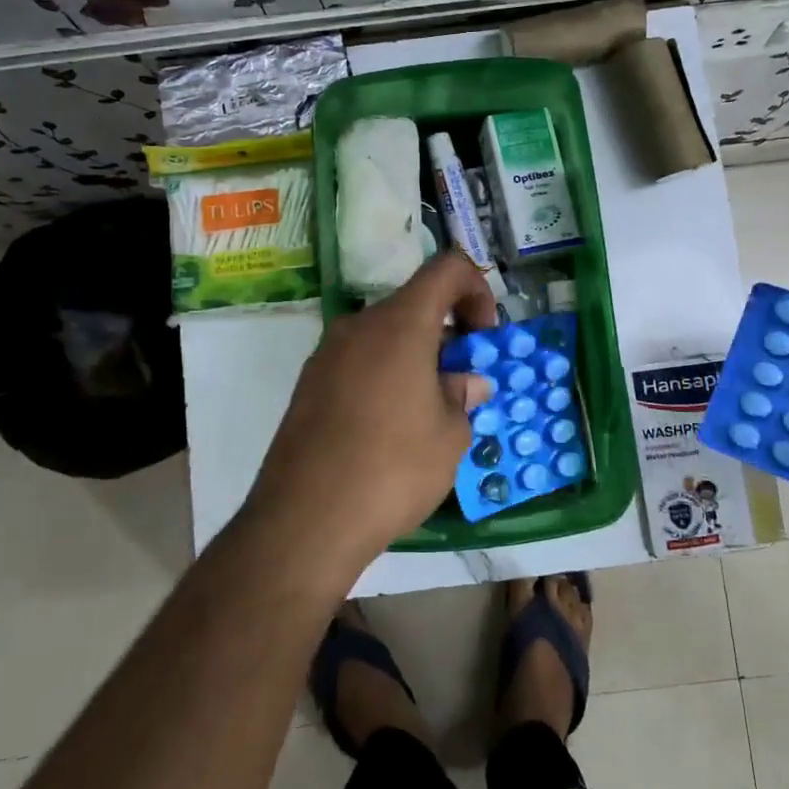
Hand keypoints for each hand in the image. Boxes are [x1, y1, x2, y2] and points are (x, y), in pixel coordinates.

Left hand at [243, 253, 496, 572]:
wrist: (305, 519)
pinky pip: (358, 363)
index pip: (446, 269)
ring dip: (414, 357)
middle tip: (461, 381)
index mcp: (400, 324)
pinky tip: (390, 427)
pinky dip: (384, 375)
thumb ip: (461, 395)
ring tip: (428, 411)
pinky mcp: (308, 385)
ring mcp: (327, 354)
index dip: (476, 289)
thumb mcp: (449, 435)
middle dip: (446, 333)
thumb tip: (464, 381)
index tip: (483, 336)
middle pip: (413, 305)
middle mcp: (359, 326)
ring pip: (384, 336)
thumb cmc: (393, 468)